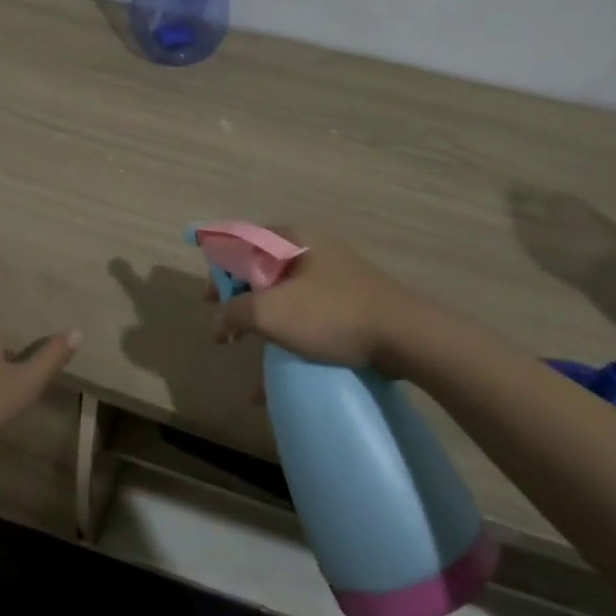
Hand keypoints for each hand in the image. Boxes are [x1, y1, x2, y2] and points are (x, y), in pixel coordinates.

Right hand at [210, 226, 413, 369]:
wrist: (406, 337)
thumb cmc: (330, 314)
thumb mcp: (270, 312)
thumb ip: (233, 313)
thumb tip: (218, 323)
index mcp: (292, 238)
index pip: (240, 242)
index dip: (218, 271)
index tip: (209, 303)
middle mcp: (312, 249)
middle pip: (261, 270)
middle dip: (240, 302)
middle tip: (228, 329)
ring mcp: (334, 277)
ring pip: (285, 297)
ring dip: (265, 325)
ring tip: (253, 352)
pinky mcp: (350, 304)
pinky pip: (309, 318)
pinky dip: (290, 340)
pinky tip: (279, 377)